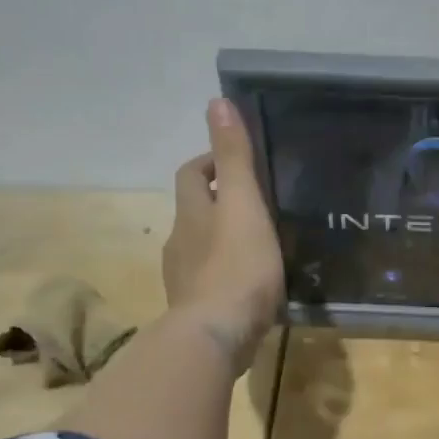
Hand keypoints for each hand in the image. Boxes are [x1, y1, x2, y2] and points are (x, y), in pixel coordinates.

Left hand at [162, 99, 285, 373]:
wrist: (216, 337)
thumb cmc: (236, 266)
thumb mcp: (243, 204)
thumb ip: (234, 158)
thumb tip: (216, 102)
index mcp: (192, 213)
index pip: (190, 174)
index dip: (208, 162)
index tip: (236, 163)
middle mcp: (180, 242)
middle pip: (193, 212)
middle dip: (216, 202)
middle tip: (255, 204)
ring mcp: (183, 280)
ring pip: (200, 248)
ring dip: (221, 240)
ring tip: (258, 244)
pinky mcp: (195, 311)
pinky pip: (209, 282)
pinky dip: (225, 274)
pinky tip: (249, 285)